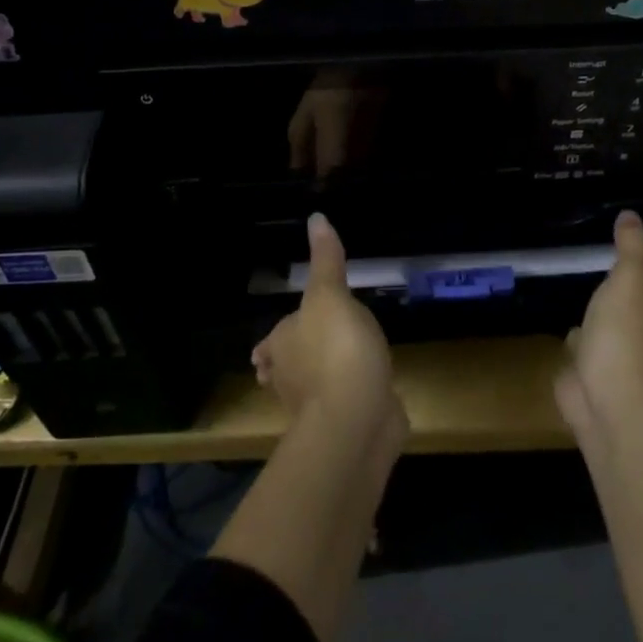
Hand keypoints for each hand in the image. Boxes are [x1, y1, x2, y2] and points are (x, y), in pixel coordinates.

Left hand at [253, 213, 403, 436]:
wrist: (356, 418)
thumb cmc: (336, 349)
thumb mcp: (330, 295)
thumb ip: (326, 261)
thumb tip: (316, 217)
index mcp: (281, 345)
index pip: (273, 340)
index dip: (277, 339)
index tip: (276, 341)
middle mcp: (290, 378)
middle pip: (290, 366)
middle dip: (300, 359)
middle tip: (317, 346)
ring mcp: (317, 406)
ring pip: (317, 386)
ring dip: (326, 377)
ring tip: (344, 362)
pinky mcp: (345, 424)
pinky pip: (346, 403)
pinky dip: (352, 395)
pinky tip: (369, 387)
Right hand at [555, 210, 642, 430]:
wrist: (610, 402)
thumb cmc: (629, 333)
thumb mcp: (631, 276)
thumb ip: (632, 245)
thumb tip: (631, 216)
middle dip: (639, 305)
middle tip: (616, 283)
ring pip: (629, 339)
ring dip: (612, 326)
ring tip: (593, 303)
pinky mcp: (614, 386)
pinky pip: (603, 358)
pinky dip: (591, 348)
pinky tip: (575, 336)